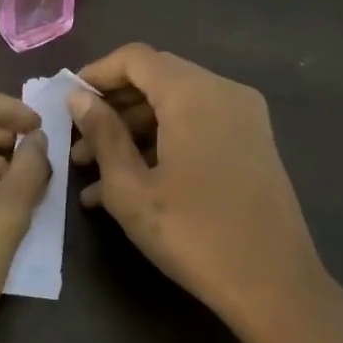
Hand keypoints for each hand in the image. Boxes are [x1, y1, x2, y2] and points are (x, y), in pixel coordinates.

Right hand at [69, 45, 342, 342]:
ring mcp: (244, 117)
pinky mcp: (253, 142)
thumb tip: (79, 97)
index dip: (96, 73)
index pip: (135, 58)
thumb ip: (103, 134)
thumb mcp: (131, 188)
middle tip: (78, 146)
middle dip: (113, 108)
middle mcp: (224, 91)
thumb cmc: (193, 235)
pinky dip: (164, 143)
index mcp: (193, 93)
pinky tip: (132, 184)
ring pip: (177, 105)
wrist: (274, 284)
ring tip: (95, 176)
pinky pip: (199, 126)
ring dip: (134, 131)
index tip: (68, 103)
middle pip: (157, 78)